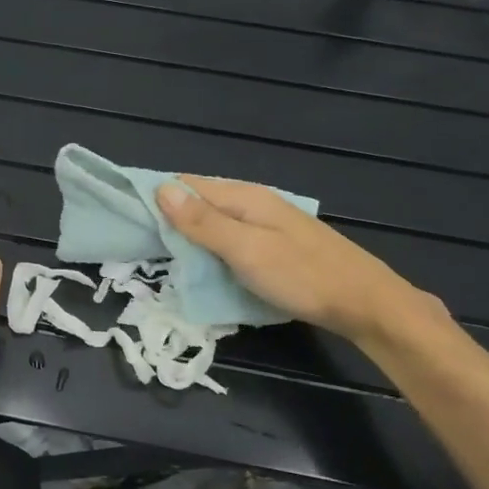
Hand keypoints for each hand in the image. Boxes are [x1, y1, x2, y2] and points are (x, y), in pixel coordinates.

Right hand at [154, 176, 429, 341]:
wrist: (365, 304)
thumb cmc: (302, 277)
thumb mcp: (246, 250)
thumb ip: (204, 222)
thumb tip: (161, 188)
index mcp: (245, 197)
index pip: (187, 184)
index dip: (154, 195)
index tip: (123, 213)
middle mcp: (254, 203)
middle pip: (200, 202)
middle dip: (167, 216)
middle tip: (135, 240)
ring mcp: (267, 225)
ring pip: (215, 222)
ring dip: (187, 234)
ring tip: (158, 254)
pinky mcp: (274, 247)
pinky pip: (230, 240)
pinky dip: (209, 248)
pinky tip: (200, 265)